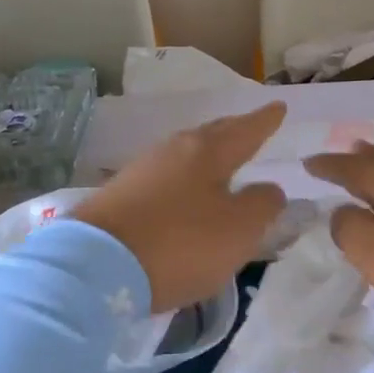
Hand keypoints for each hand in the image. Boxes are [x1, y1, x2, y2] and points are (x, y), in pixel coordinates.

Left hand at [73, 103, 287, 314]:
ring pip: (186, 154)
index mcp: (207, 151)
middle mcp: (174, 150)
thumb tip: (269, 189)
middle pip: (212, 135)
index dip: (265, 121)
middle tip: (252, 127)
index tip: (279, 105)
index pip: (246, 130)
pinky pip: (165, 177)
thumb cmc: (180, 243)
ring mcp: (142, 170)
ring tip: (222, 162)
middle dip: (235, 131)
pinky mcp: (120, 195)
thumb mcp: (238, 229)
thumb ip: (262, 204)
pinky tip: (184, 192)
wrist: (94, 266)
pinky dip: (184, 179)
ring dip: (208, 155)